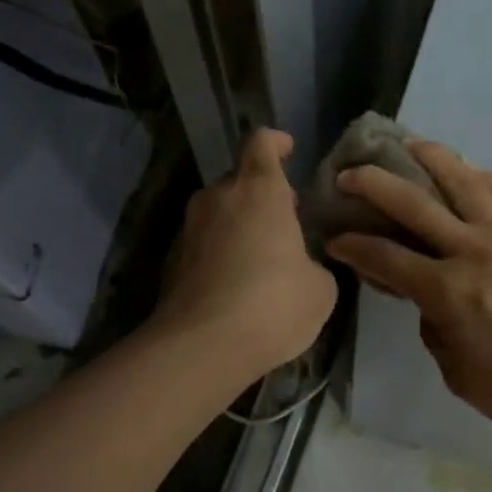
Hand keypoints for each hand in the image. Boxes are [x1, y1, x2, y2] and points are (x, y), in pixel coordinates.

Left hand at [154, 128, 337, 380]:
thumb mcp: (320, 288)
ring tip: (263, 259)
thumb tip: (303, 267)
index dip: (276, 142)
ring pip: (220, 213)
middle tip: (286, 222)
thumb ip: (314, 264)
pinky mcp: (171, 262)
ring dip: (240, 225)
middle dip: (263, 195)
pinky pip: (204, 245)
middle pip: (240, 180)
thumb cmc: (272, 304)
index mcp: (259, 191)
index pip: (261, 143)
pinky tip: (237, 287)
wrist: (200, 349)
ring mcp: (189, 230)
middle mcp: (219, 199)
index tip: (288, 150)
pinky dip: (220, 254)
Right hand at [327, 140, 491, 444]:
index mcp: (447, 290)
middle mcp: (472, 250)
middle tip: (350, 174)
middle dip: (373, 183)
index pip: (385, 256)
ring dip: (430, 156)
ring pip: (462, 180)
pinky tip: (465, 169)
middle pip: (413, 202)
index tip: (334, 237)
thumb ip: (433, 325)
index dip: (352, 245)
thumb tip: (428, 297)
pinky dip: (476, 175)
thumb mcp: (456, 371)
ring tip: (409, 144)